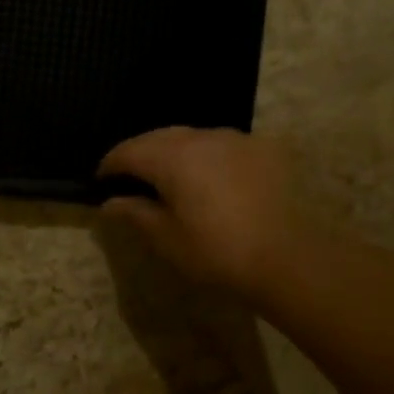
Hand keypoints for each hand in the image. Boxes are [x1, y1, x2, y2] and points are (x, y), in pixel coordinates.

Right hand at [97, 128, 300, 297]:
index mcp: (173, 157)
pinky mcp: (266, 149)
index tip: (101, 180)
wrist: (292, 258)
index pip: (129, 151)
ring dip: (174, 151)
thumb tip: (110, 203)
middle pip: (160, 136)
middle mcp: (204, 137)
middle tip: (130, 177)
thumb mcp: (168, 239)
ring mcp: (238, 139)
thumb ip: (136, 214)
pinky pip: (224, 145)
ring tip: (169, 176)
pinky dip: (206, 155)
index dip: (111, 164)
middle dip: (140, 153)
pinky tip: (210, 178)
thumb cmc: (219, 252)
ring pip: (194, 136)